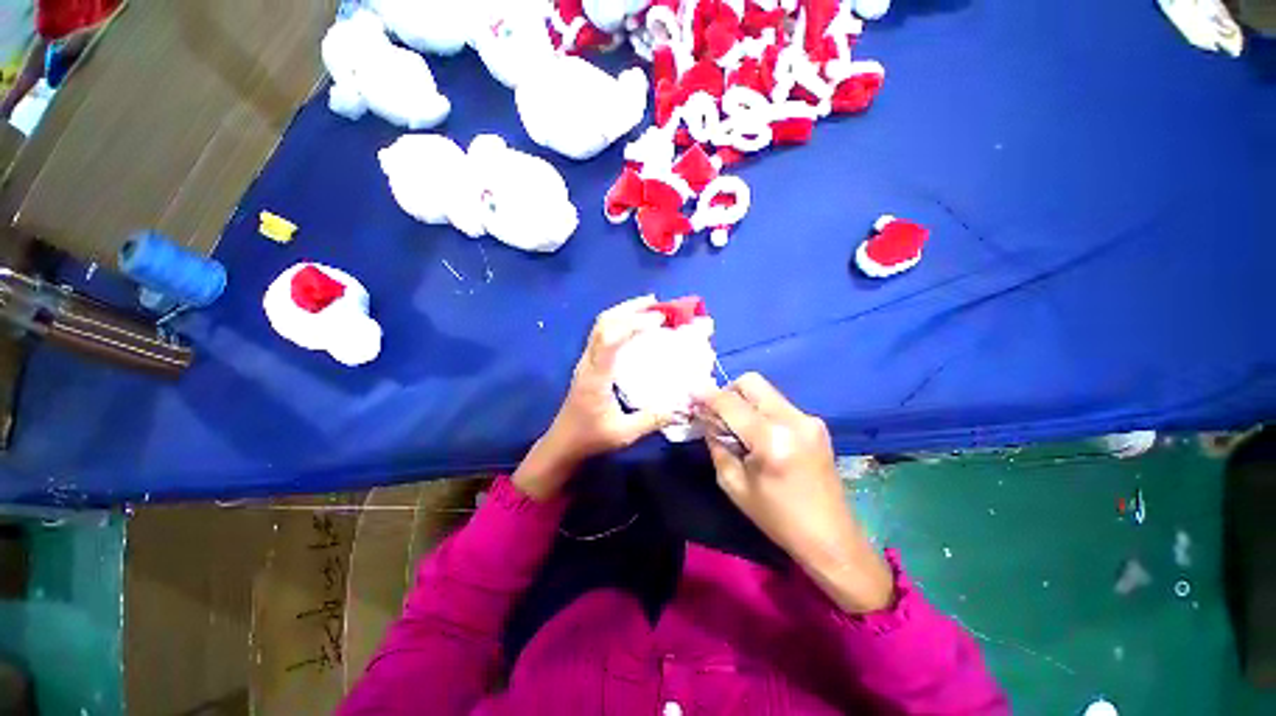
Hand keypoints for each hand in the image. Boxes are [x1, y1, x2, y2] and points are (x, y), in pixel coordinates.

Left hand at [514, 296, 671, 500]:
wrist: (562, 444)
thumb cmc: (590, 439)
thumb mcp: (625, 434)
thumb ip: (653, 419)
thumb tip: (683, 404)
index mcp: (596, 377)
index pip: (610, 339)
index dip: (633, 324)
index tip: (659, 319)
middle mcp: (588, 362)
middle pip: (603, 323)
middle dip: (629, 308)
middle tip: (657, 303)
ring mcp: (585, 361)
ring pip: (600, 325)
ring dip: (624, 312)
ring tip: (649, 307)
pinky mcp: (588, 363)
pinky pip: (602, 334)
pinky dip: (620, 322)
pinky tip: (635, 326)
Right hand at [697, 373, 893, 612]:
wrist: (832, 538)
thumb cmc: (778, 518)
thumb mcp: (734, 485)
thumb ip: (717, 445)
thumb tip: (707, 419)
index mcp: (772, 439)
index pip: (731, 403)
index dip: (707, 395)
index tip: (691, 393)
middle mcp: (793, 420)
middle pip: (751, 382)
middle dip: (727, 391)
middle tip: (716, 413)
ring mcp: (808, 419)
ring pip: (765, 392)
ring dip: (744, 401)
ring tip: (736, 427)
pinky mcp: (815, 424)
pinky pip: (778, 404)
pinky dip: (760, 411)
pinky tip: (757, 434)